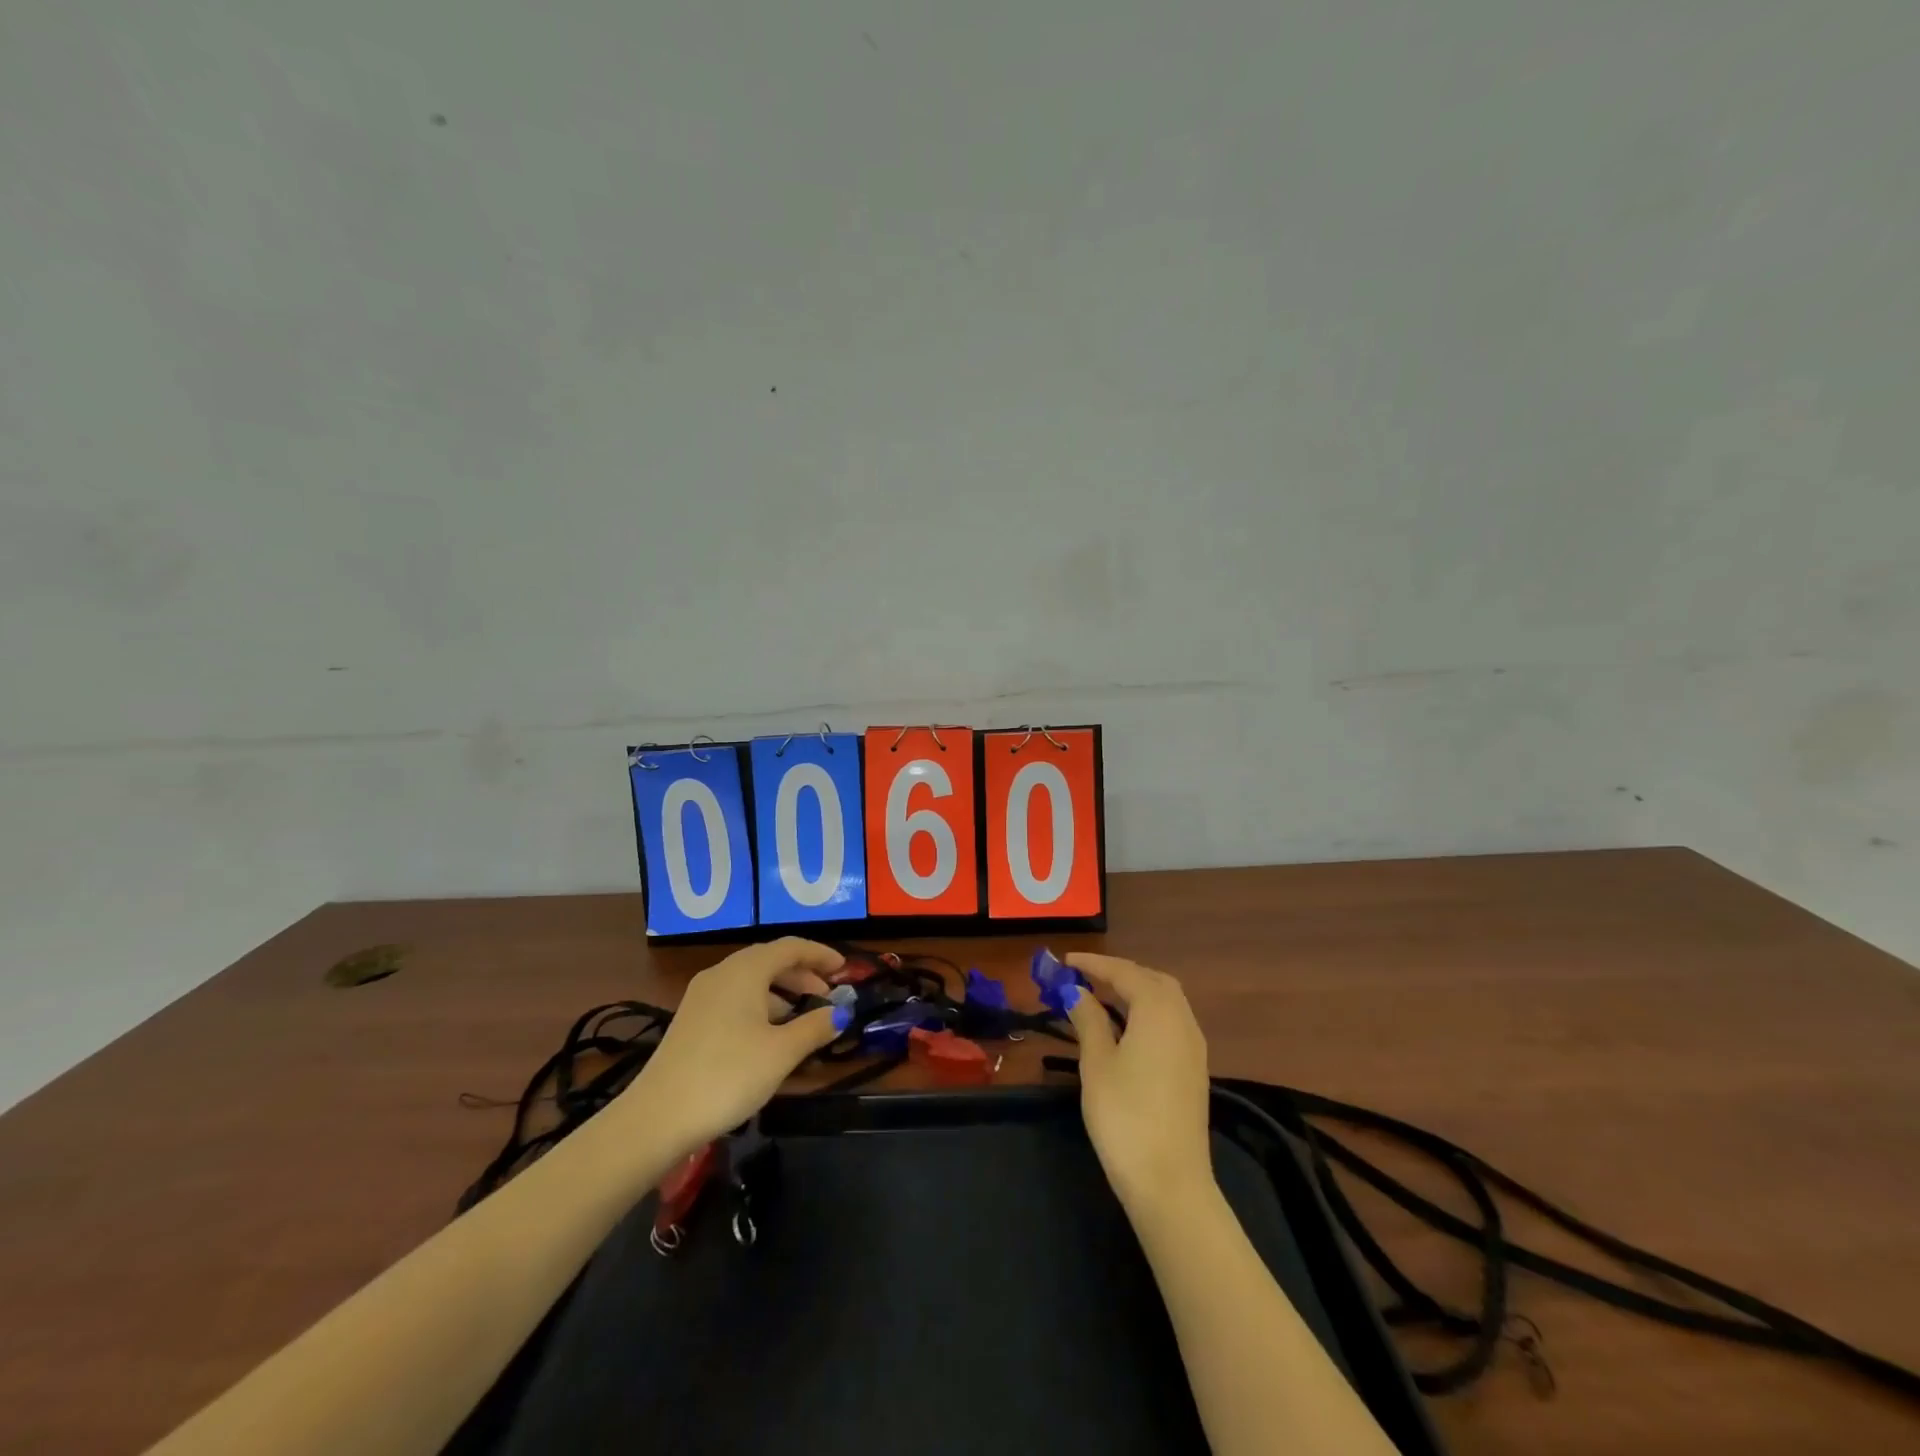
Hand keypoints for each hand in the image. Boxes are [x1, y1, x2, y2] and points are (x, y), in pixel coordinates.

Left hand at [622, 938, 849, 1154]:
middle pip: (770, 961)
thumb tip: (841, 1013)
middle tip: (827, 995)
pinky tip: (769, 1036)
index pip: (790, 947)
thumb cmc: (728, 1075)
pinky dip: (760, 1006)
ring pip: (751, 981)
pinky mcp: (691, 1020)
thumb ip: (814, 1027)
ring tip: (802, 1019)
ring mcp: (702, 996)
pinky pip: (735, 998)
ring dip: (781, 992)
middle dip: (802, 974)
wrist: (658, 1117)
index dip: (820, 954)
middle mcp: (722, 973)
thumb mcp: (781, 1052)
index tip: (845, 969)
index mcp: (745, 971)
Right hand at [1065, 953, 1213, 1211]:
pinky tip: (1127, 1029)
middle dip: (1120, 973)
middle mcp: (1183, 1020)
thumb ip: (1088, 1020)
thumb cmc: (1125, 1116)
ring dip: (1136, 991)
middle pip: (1153, 980)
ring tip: (1102, 997)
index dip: (1094, 964)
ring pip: (1167, 1001)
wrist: (1170, 1183)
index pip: (1125, 972)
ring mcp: (1194, 1047)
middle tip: (1086, 977)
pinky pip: (1172, 1023)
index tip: (1066, 961)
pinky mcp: (1194, 1070)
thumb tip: (1077, 991)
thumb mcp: (1097, 1063)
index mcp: (1159, 1011)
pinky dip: (1148, 1012)